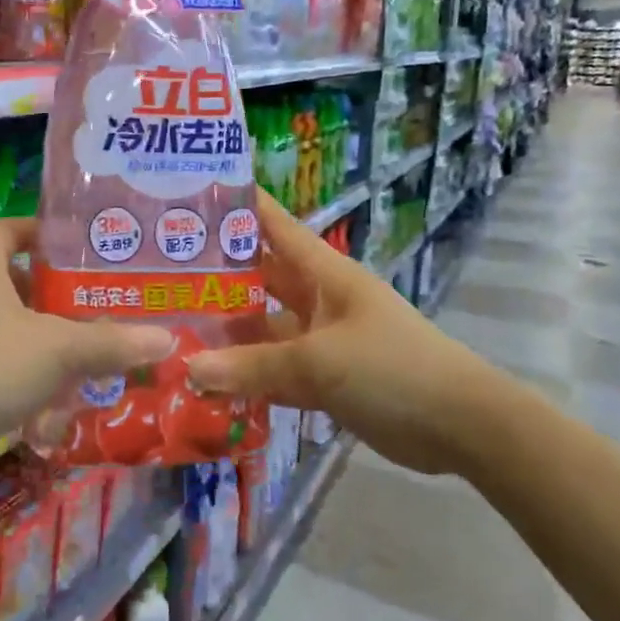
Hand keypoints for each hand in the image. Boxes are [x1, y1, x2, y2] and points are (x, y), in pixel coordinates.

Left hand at [0, 218, 173, 474]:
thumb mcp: (57, 351)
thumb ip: (110, 343)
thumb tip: (164, 338)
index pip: (12, 228)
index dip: (46, 234)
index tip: (83, 250)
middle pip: (10, 275)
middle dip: (52, 292)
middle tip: (93, 305)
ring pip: (1, 318)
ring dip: (37, 333)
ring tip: (77, 350)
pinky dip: (15, 363)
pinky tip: (44, 392)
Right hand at [183, 193, 509, 474]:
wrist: (461, 426)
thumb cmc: (392, 368)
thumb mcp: (319, 361)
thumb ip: (253, 366)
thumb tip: (189, 368)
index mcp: (323, 272)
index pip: (274, 225)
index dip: (238, 206)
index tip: (190, 194)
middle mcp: (317, 299)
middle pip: (259, 278)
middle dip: (216, 276)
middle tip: (158, 273)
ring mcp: (319, 340)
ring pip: (262, 329)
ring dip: (226, 333)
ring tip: (171, 330)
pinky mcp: (323, 379)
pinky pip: (274, 372)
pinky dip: (246, 377)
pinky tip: (206, 382)